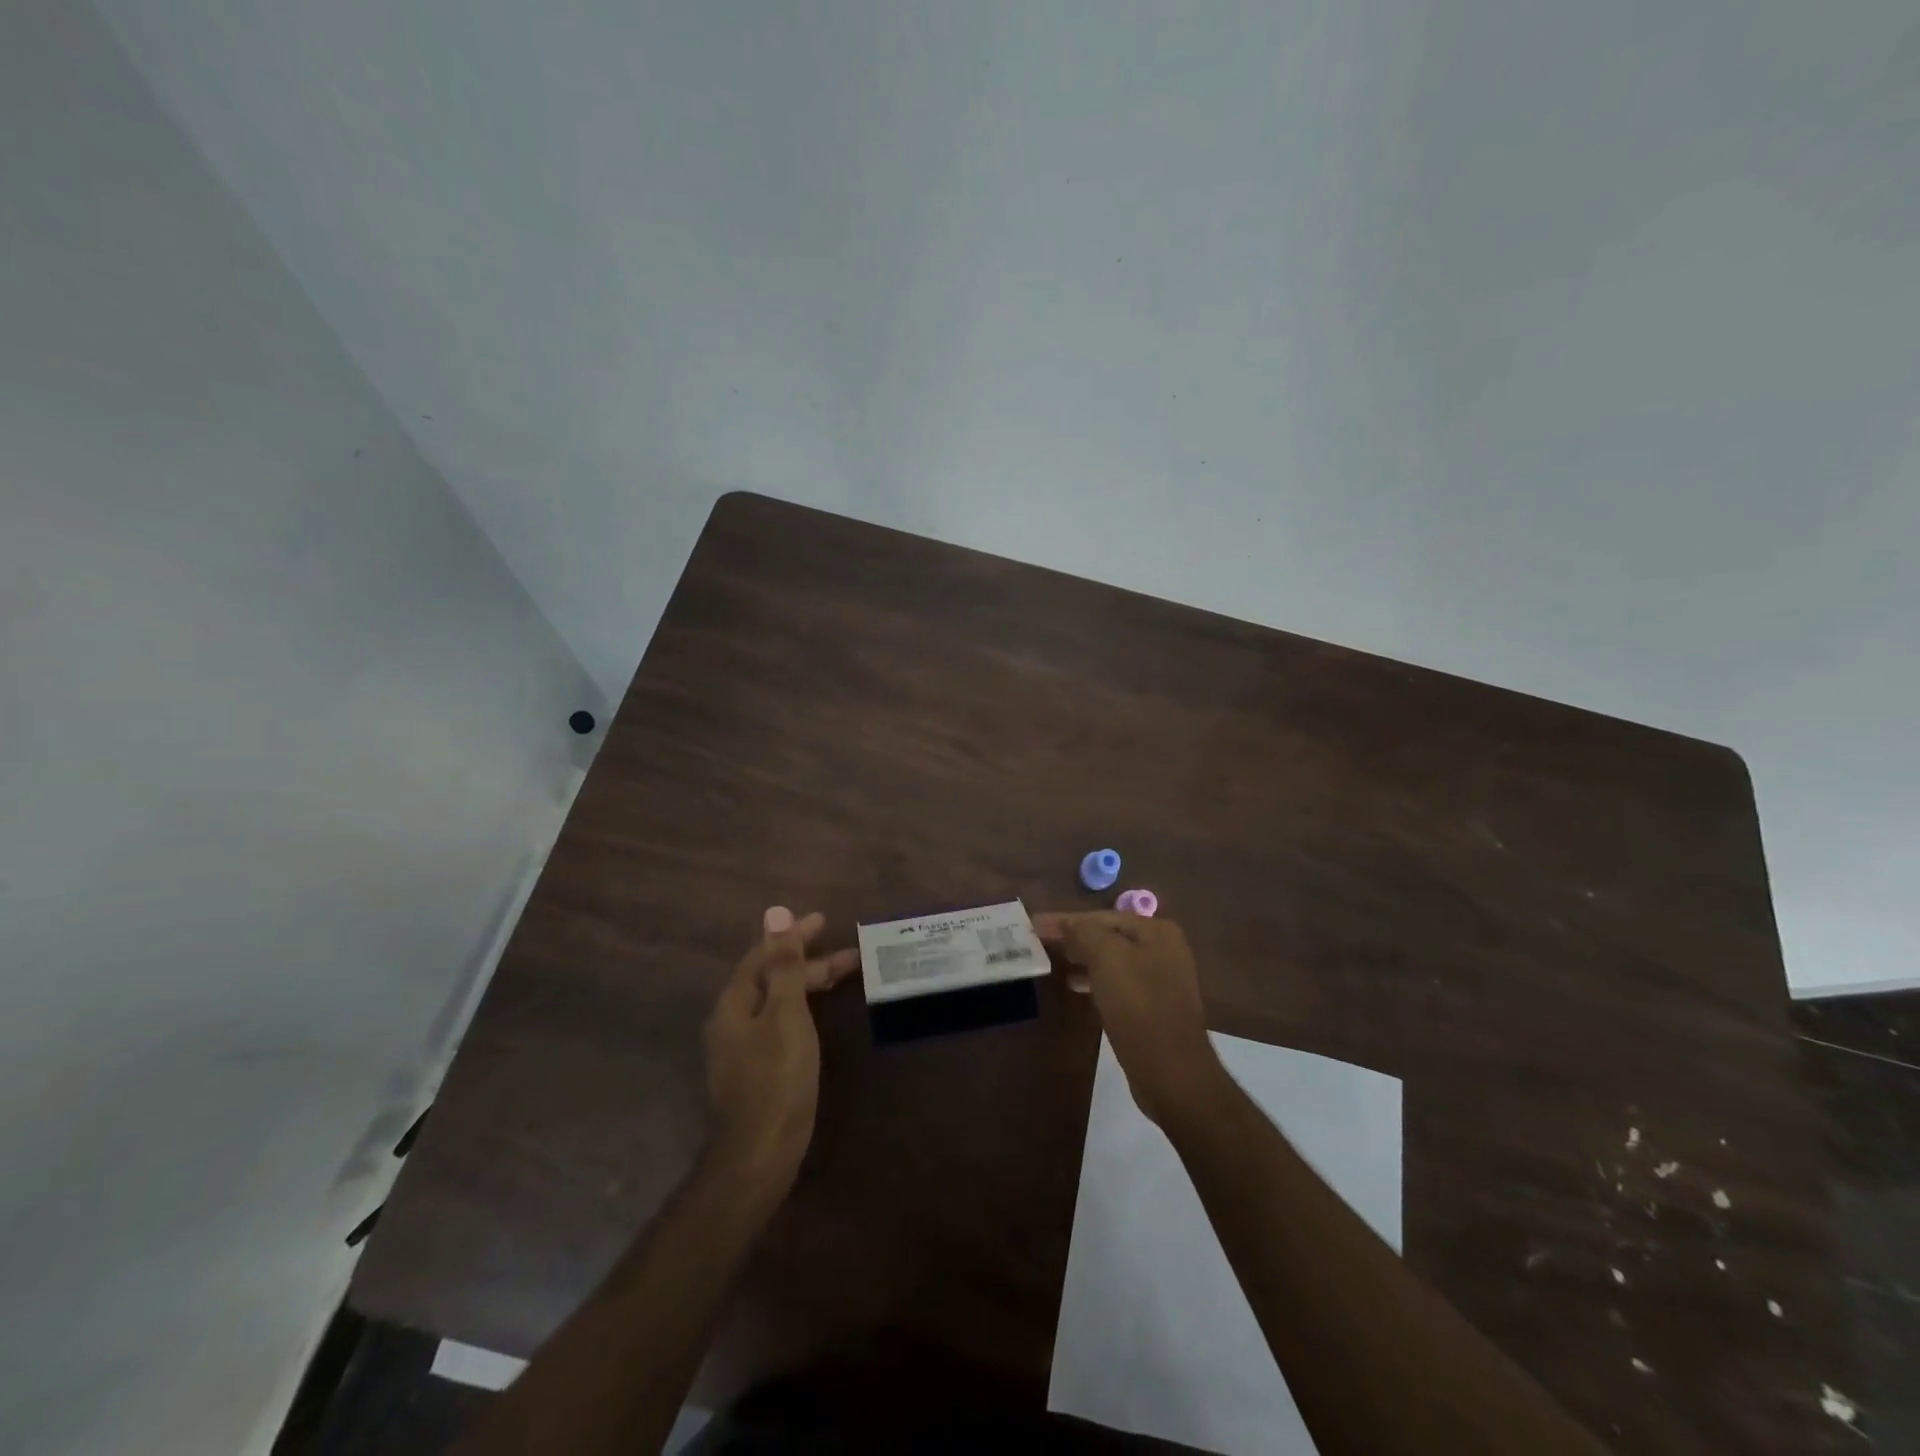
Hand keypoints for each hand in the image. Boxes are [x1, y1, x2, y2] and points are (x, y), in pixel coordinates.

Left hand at [703, 907, 859, 1188]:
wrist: (761, 1153)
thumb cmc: (776, 1077)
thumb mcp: (785, 1013)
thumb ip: (783, 965)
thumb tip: (774, 913)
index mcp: (734, 1002)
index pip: (762, 956)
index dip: (792, 936)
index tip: (823, 921)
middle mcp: (732, 1020)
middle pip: (770, 977)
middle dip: (807, 960)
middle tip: (847, 952)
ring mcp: (742, 1047)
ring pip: (777, 1000)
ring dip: (807, 983)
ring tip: (843, 975)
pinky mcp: (756, 1068)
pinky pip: (780, 1021)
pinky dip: (802, 1007)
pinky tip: (818, 1013)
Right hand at [1035, 911, 1224, 1126]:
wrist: (1171, 1071)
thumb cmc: (1138, 1006)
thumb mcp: (1106, 958)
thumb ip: (1084, 932)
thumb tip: (1068, 922)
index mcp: (1156, 931)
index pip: (1102, 916)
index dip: (1065, 919)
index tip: (1034, 924)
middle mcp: (1163, 949)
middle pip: (1108, 935)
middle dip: (1075, 937)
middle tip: (1040, 941)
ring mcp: (1161, 979)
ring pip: (1112, 960)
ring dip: (1083, 959)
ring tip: (1054, 962)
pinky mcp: (1154, 1007)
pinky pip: (1118, 983)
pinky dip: (1096, 980)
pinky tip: (1077, 987)